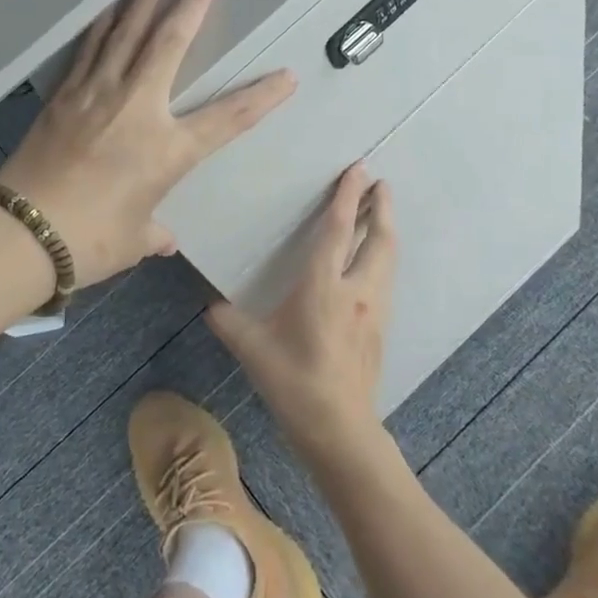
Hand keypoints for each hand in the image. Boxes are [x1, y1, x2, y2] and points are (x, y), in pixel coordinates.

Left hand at [0, 0, 294, 287]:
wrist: (21, 232)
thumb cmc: (89, 240)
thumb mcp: (133, 239)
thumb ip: (153, 232)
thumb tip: (163, 238)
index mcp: (167, 149)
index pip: (228, 118)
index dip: (261, 97)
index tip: (286, 76)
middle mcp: (137, 109)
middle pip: (170, 45)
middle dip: (192, 6)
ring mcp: (96, 95)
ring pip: (126, 36)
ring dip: (144, 2)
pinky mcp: (64, 96)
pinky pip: (89, 51)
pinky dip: (102, 26)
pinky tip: (108, 10)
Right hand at [206, 163, 396, 463]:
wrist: (339, 428)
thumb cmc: (293, 382)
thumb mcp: (251, 348)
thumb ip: (227, 320)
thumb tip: (209, 303)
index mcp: (323, 287)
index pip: (338, 231)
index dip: (348, 197)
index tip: (358, 169)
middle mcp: (356, 290)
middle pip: (378, 239)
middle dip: (381, 207)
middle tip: (381, 182)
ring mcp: (374, 309)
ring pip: (388, 259)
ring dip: (386, 230)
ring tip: (383, 212)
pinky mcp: (380, 328)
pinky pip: (385, 279)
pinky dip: (383, 256)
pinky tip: (374, 261)